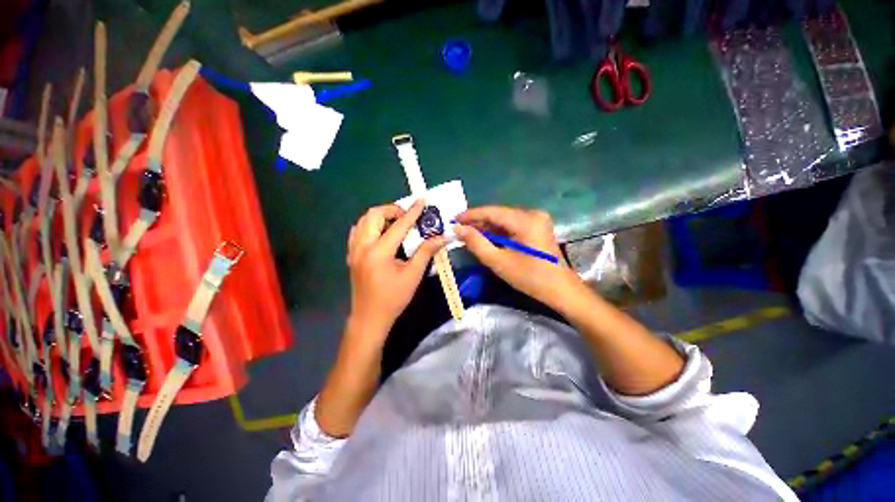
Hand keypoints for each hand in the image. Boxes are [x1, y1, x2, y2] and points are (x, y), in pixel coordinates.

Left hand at [346, 200, 445, 343]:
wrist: (369, 318)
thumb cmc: (393, 298)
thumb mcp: (413, 275)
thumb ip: (426, 252)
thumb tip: (441, 237)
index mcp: (379, 252)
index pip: (398, 225)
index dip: (412, 212)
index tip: (421, 200)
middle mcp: (362, 246)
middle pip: (373, 215)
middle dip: (392, 210)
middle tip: (407, 216)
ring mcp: (354, 250)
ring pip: (363, 220)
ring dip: (380, 216)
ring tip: (396, 223)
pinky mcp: (352, 255)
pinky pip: (358, 231)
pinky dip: (370, 225)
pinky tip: (381, 233)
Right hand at [455, 206, 582, 309]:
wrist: (560, 290)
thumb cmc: (530, 278)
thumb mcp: (498, 261)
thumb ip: (476, 243)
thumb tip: (458, 228)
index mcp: (525, 220)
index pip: (492, 211)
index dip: (471, 215)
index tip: (453, 219)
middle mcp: (532, 214)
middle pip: (499, 214)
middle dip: (478, 222)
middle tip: (459, 229)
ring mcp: (537, 220)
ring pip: (505, 220)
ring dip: (487, 227)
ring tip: (469, 234)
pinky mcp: (538, 227)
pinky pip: (513, 225)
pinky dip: (499, 231)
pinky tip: (487, 237)